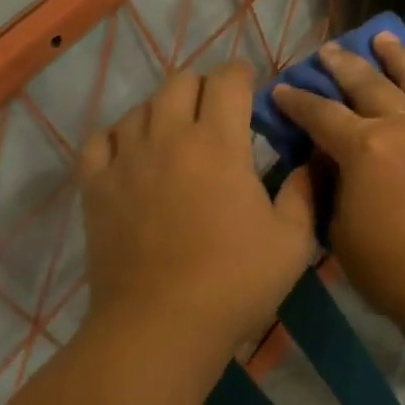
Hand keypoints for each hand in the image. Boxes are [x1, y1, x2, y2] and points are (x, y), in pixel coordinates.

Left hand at [79, 61, 316, 367]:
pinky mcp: (95, 187)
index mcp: (219, 144)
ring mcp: (126, 160)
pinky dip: (118, 136)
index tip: (252, 88)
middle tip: (218, 113)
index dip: (242, 75)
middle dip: (205, 87)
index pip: (227, 80)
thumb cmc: (234, 282)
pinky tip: (132, 153)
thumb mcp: (292, 241)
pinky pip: (99, 139)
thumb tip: (309, 162)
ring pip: (140, 106)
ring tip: (177, 134)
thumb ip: (303, 193)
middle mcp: (169, 137)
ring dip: (164, 110)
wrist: (159, 329)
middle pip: (181, 82)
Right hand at [271, 34, 404, 335]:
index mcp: (364, 148)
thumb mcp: (340, 232)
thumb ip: (329, 187)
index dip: (296, 101)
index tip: (280, 89)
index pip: (320, 114)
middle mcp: (401, 124)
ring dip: (392, 54)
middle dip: (340, 65)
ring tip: (380, 37)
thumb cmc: (392, 269)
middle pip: (365, 84)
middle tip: (324, 51)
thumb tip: (326, 160)